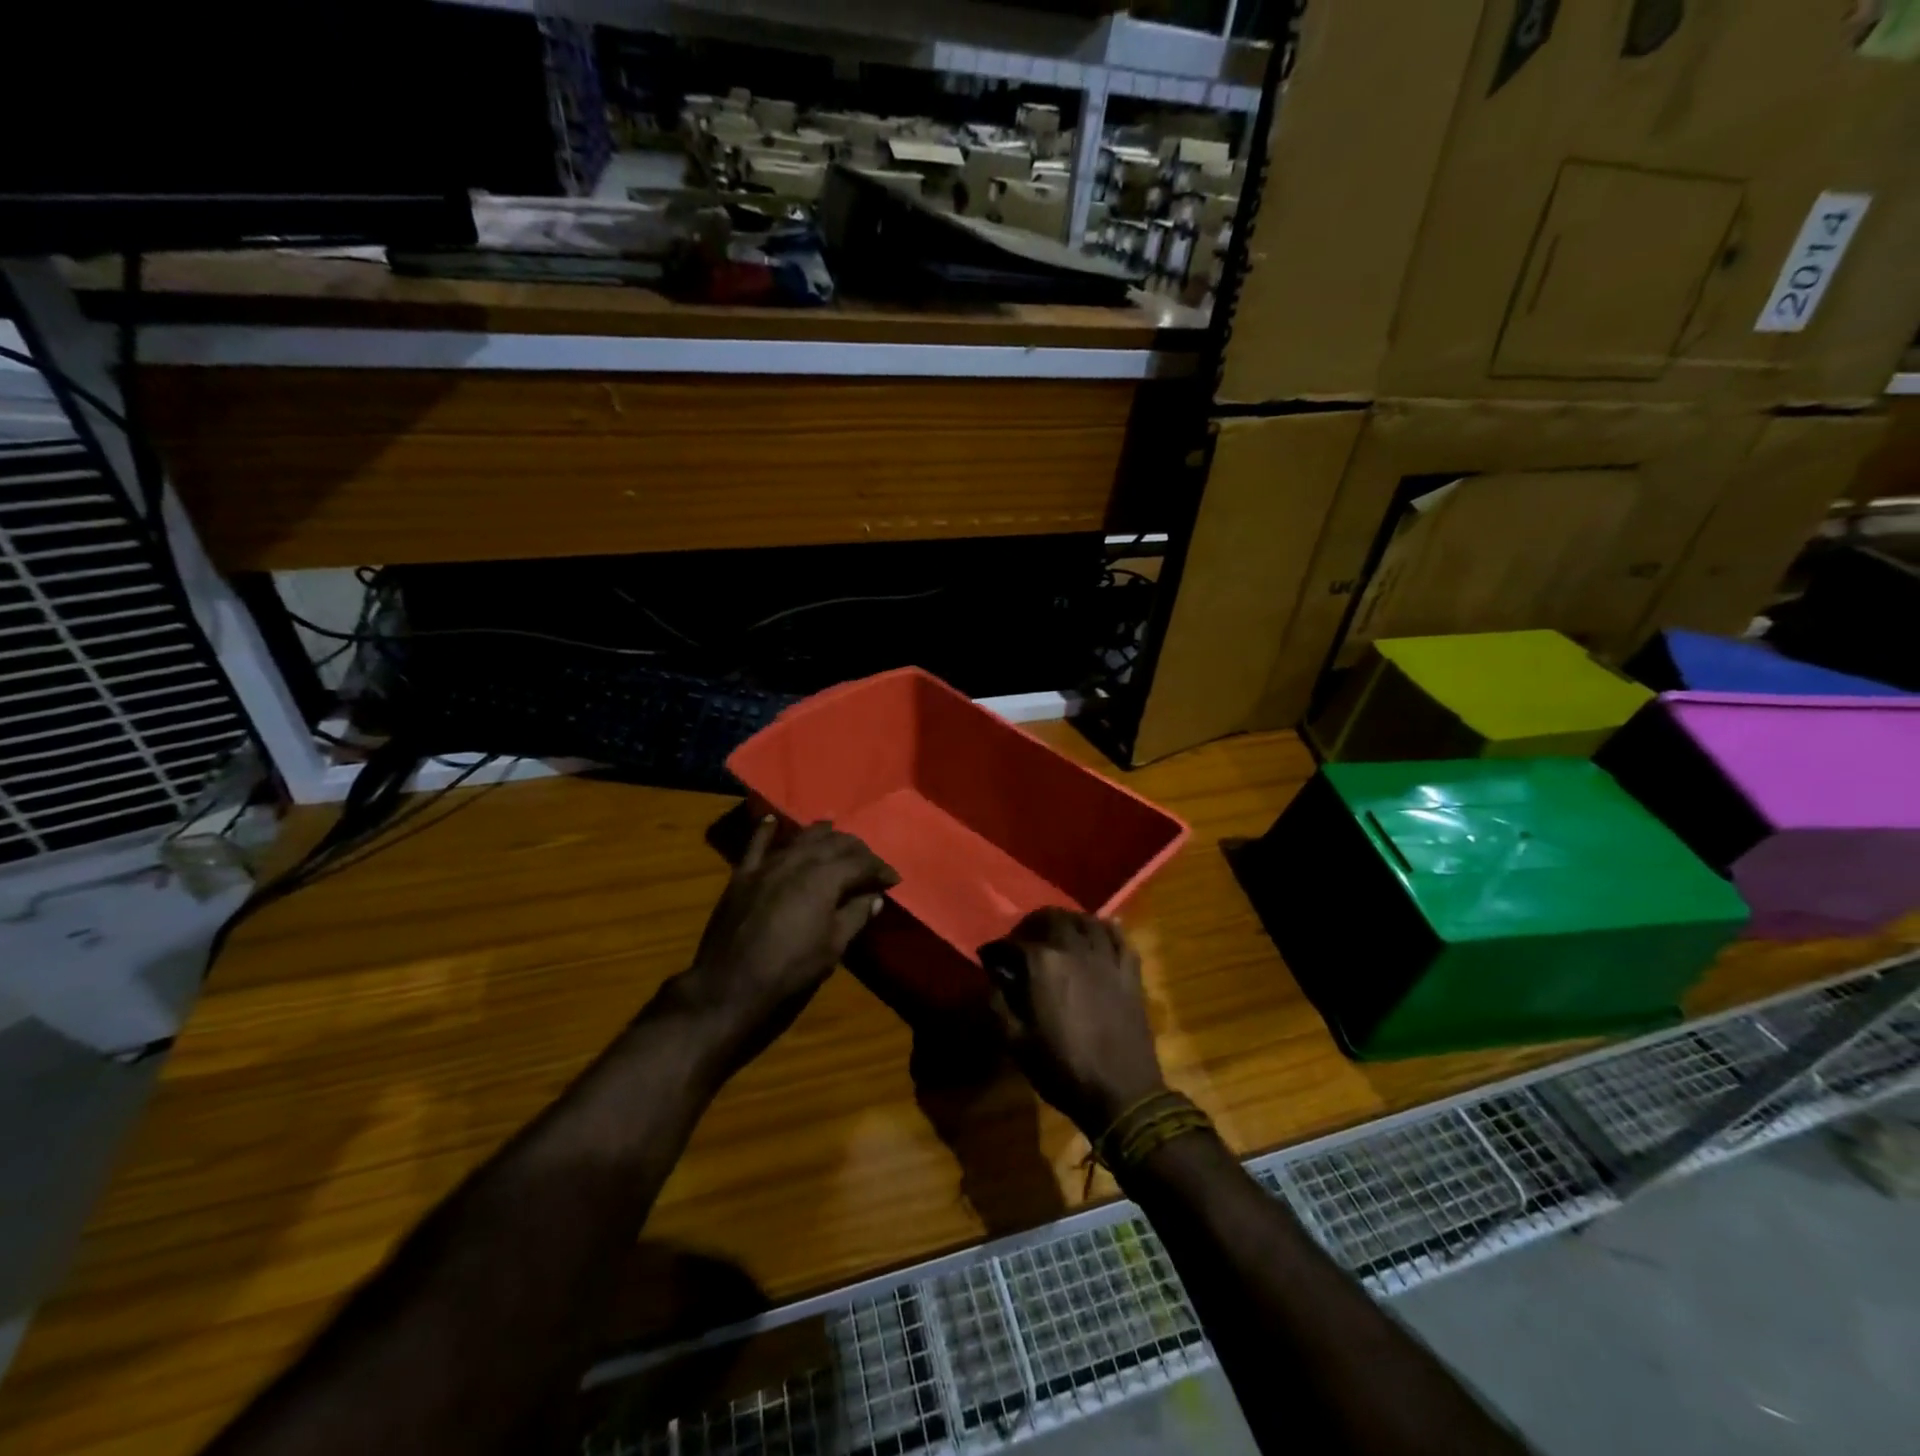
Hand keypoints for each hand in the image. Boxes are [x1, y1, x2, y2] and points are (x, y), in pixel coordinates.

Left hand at [676, 818, 897, 1069]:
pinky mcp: (743, 874)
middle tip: (869, 861)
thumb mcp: (833, 946)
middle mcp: (798, 860)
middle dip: (856, 849)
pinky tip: (773, 820)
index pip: (861, 862)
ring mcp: (768, 864)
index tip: (893, 879)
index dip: (880, 869)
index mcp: (824, 877)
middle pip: (834, 843)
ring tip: (835, 832)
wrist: (730, 983)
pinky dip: (766, 830)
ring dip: (822, 833)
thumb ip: (856, 915)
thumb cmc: (790, 968)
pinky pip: (756, 844)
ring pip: (801, 837)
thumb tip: (875, 897)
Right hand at [982, 908, 1165, 1138]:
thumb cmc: (1063, 1069)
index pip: (1014, 942)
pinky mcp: (1130, 972)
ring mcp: (1107, 958)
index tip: (990, 957)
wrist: (1122, 1093)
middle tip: (1023, 939)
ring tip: (1059, 931)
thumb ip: (998, 1003)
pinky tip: (1101, 929)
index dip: (998, 948)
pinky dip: (1107, 928)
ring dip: (1068, 920)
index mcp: (1044, 964)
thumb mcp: (1016, 1043)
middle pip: (1052, 919)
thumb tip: (992, 979)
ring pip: (1087, 921)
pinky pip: (1120, 938)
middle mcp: (1075, 950)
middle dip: (1033, 924)